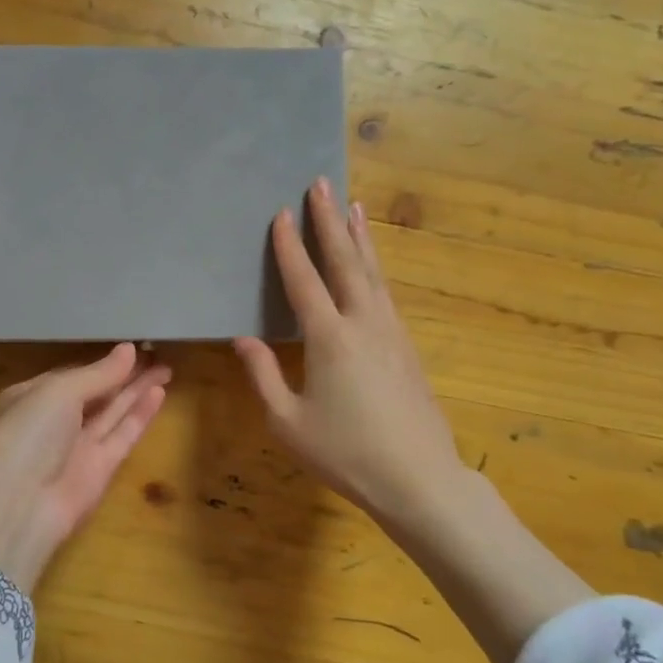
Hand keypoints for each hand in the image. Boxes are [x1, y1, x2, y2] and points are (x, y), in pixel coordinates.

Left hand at [0, 343, 169, 592]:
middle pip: (96, 393)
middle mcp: (55, 421)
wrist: (22, 504)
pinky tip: (159, 392)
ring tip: (166, 367)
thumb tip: (129, 349)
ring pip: (113, 412)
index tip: (130, 347)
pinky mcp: (101, 469)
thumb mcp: (59, 391)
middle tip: (156, 353)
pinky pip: (123, 434)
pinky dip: (140, 414)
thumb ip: (99, 373)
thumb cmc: (30, 433)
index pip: (72, 375)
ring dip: (137, 390)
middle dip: (124, 374)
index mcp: (32, 397)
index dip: (100, 363)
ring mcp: (78, 446)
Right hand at [233, 178, 470, 540]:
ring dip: (359, 237)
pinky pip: (385, 292)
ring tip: (352, 206)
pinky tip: (372, 265)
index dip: (290, 246)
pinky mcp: (407, 346)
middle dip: (329, 221)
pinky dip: (375, 266)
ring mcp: (391, 331)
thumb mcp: (288, 421)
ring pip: (373, 272)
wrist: (418, 479)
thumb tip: (243, 339)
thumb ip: (263, 375)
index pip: (304, 280)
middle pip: (345, 260)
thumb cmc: (345, 453)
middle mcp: (363, 322)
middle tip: (321, 184)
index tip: (282, 212)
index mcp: (329, 337)